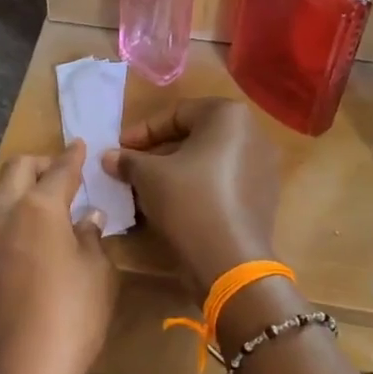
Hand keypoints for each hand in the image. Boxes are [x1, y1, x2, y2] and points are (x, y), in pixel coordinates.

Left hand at [0, 141, 116, 373]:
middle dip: (37, 163)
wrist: (19, 369)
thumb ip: (91, 238)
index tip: (79, 144)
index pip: (59, 171)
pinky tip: (1, 240)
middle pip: (15, 170)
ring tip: (23, 202)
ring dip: (5, 189)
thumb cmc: (72, 317)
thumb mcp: (98, 274)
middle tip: (55, 169)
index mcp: (39, 207)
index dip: (72, 156)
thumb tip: (87, 217)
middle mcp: (1, 213)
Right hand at [103, 100, 279, 302]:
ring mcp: (263, 166)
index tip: (118, 149)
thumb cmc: (188, 202)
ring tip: (148, 189)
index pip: (176, 113)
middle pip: (195, 136)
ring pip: (209, 161)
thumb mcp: (148, 176)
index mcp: (229, 116)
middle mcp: (253, 133)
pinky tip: (175, 206)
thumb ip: (128, 160)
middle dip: (159, 152)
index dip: (142, 132)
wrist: (230, 259)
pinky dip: (198, 187)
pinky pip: (223, 182)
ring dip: (176, 171)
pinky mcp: (263, 196)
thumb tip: (109, 157)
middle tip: (132, 168)